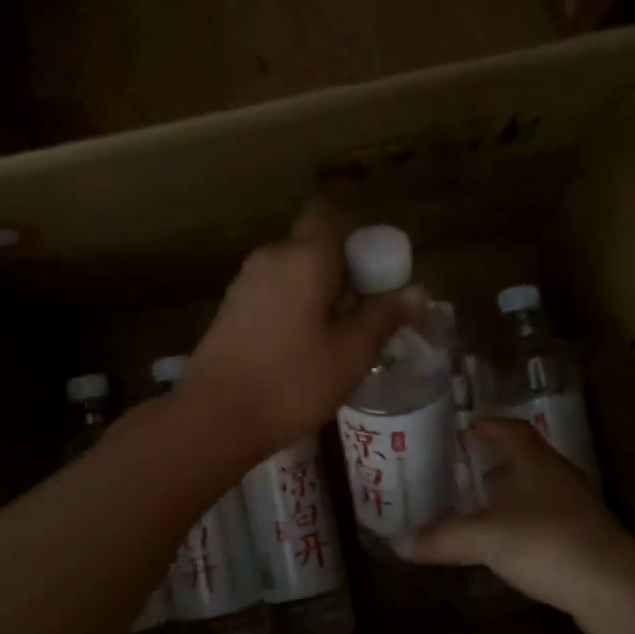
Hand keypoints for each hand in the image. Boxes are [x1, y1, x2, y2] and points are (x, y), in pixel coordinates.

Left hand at [184, 205, 425, 458]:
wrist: (216, 417)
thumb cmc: (293, 381)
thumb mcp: (352, 352)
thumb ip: (385, 316)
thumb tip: (418, 291)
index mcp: (304, 257)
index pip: (331, 215)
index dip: (357, 231)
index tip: (377, 264)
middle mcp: (271, 258)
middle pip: (312, 244)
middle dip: (343, 267)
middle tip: (368, 307)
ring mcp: (245, 284)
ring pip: (292, 271)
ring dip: (318, 290)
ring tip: (341, 332)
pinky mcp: (230, 311)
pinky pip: (273, 293)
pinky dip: (295, 306)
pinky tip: (305, 346)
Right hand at [398, 419, 634, 633]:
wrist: (614, 588)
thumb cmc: (547, 543)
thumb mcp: (485, 538)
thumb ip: (442, 538)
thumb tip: (398, 543)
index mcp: (536, 463)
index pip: (512, 430)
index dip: (489, 427)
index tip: (466, 430)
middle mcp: (558, 478)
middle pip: (524, 460)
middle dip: (494, 463)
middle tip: (462, 471)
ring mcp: (576, 509)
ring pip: (536, 492)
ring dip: (509, 496)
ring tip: (478, 508)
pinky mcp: (583, 540)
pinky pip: (545, 521)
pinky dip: (522, 525)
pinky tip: (505, 544)